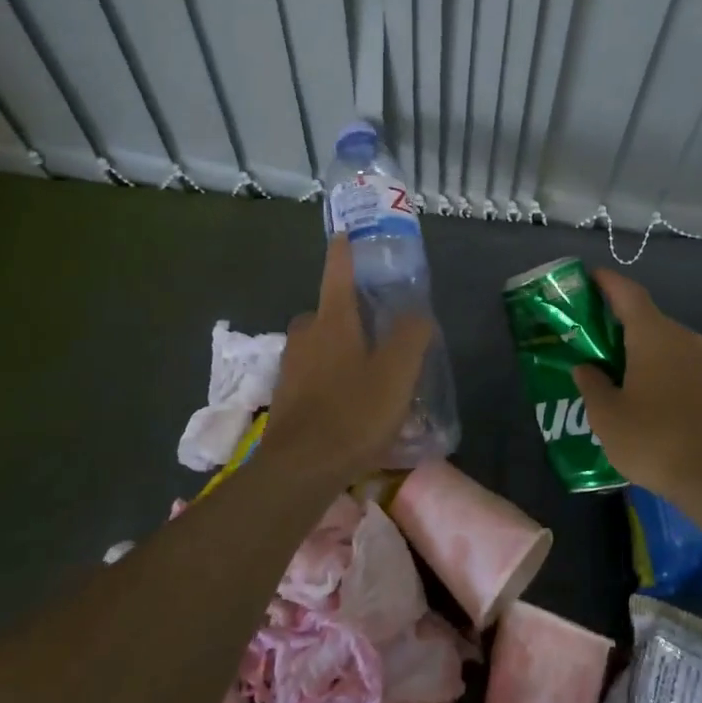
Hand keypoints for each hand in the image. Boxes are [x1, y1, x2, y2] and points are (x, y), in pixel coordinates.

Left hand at [265, 236, 434, 484]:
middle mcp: (306, 336)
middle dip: (344, 311)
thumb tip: (416, 314)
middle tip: (372, 324)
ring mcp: (290, 367)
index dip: (343, 252)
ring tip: (363, 365)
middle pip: (325, 310)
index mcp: (332, 321)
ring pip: (316, 343)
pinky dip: (326, 374)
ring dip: (335, 345)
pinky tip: (346, 398)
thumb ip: (412, 336)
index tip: (343, 233)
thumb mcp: (397, 373)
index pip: (337, 273)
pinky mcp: (285, 396)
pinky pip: (310, 372)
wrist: (301, 469)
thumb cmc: (353, 413)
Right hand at [572, 270, 701, 499]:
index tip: (588, 277)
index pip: (627, 293)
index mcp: (653, 334)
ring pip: (663, 342)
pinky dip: (657, 367)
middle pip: (645, 317)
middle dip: (617, 321)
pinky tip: (643, 393)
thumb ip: (591, 385)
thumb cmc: (656, 440)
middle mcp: (681, 337)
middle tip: (589, 335)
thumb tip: (586, 368)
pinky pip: (678, 362)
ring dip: (637, 348)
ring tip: (612, 367)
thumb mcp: (607, 416)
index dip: (606, 282)